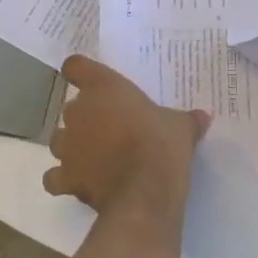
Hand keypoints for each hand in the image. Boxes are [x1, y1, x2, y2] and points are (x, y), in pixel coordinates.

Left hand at [43, 55, 209, 212]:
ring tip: (91, 156)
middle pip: (70, 107)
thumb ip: (187, 119)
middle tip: (108, 128)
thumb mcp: (181, 127)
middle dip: (85, 117)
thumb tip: (203, 116)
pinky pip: (54, 177)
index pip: (75, 66)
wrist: (144, 191)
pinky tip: (77, 182)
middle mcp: (78, 112)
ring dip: (71, 146)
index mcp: (104, 88)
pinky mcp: (66, 177)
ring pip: (58, 139)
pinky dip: (62, 179)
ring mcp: (68, 145)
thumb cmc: (161, 145)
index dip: (79, 72)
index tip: (89, 80)